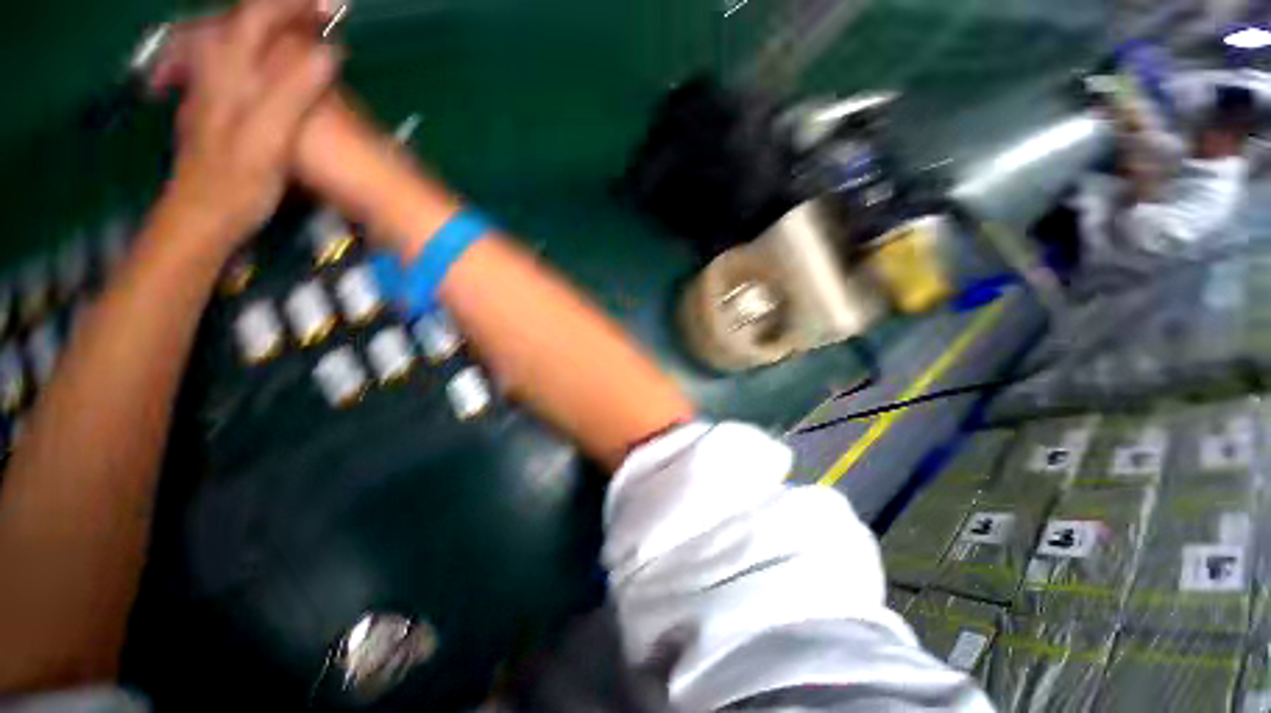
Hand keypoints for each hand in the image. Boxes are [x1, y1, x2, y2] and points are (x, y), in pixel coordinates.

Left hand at [156, 0, 338, 244]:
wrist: (203, 215)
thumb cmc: (235, 181)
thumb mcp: (267, 137)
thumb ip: (292, 92)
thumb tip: (329, 53)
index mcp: (229, 72)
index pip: (257, 16)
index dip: (292, 5)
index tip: (329, 8)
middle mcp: (219, 69)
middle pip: (246, 20)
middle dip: (285, 11)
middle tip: (323, 14)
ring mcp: (217, 86)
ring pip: (240, 38)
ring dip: (275, 27)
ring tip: (307, 28)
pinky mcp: (221, 105)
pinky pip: (240, 62)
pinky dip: (264, 52)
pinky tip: (280, 61)